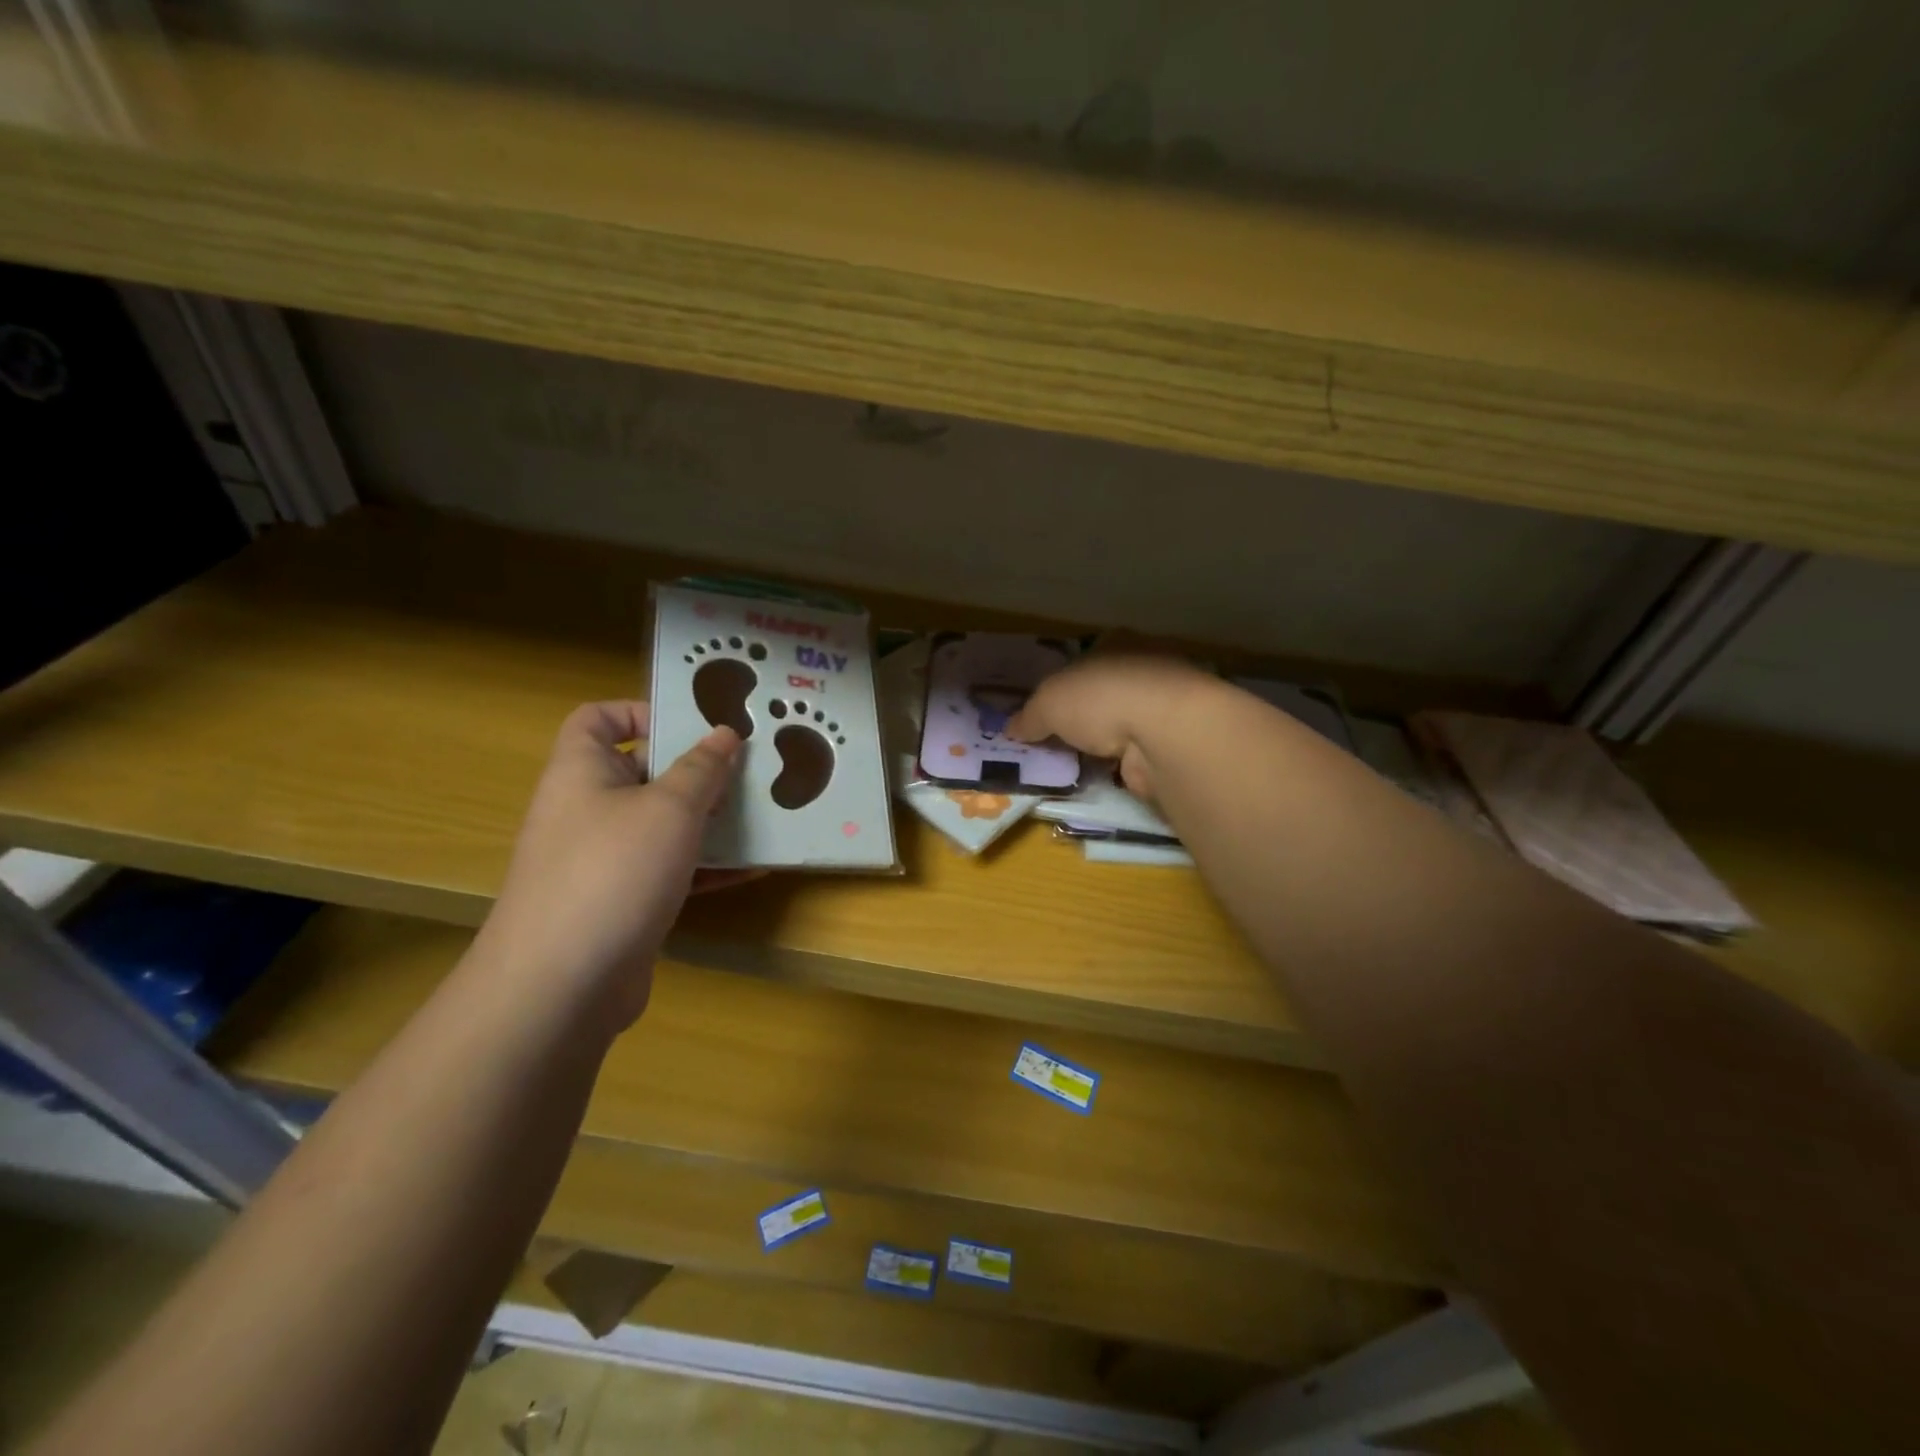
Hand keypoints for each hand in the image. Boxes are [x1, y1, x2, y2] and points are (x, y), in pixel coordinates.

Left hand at [475, 701, 744, 1028]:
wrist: (562, 986)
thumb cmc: (613, 872)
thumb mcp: (669, 808)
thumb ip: (701, 768)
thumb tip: (724, 733)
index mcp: (581, 772)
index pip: (598, 719)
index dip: (641, 711)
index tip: (694, 724)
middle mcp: (588, 810)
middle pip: (642, 772)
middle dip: (697, 770)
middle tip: (750, 768)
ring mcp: (605, 861)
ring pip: (664, 825)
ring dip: (711, 820)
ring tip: (765, 813)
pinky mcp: (625, 903)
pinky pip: (671, 870)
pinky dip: (708, 867)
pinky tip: (755, 867)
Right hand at [1006, 655, 1213, 801]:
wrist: (1166, 731)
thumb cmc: (1101, 698)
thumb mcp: (1048, 703)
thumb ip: (1029, 716)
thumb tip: (1011, 729)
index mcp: (1116, 642)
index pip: (1087, 657)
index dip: (1066, 682)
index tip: (1049, 708)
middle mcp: (1146, 665)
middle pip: (1107, 690)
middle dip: (1086, 713)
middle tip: (1058, 739)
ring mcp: (1167, 704)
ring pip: (1126, 720)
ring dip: (1108, 740)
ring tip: (1079, 761)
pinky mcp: (1178, 739)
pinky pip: (1140, 749)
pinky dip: (1125, 761)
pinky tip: (1107, 774)